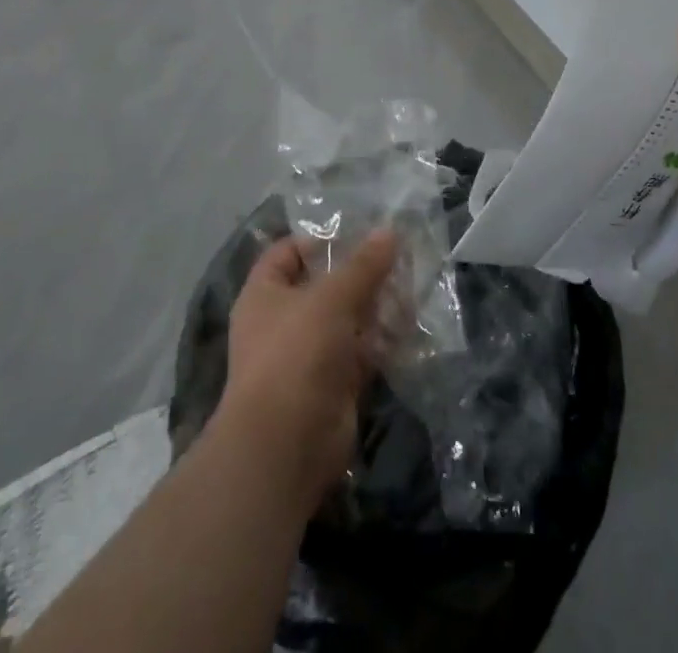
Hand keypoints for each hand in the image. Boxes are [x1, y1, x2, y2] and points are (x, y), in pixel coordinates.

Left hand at [217, 229, 398, 503]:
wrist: (286, 447)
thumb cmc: (296, 354)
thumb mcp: (331, 298)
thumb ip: (363, 265)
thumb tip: (390, 231)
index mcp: (265, 294)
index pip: (287, 252)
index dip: (318, 238)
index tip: (358, 231)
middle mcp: (283, 321)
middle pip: (324, 284)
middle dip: (360, 271)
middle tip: (399, 254)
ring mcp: (309, 355)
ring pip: (347, 318)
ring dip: (377, 304)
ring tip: (412, 282)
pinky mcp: (334, 384)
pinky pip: (362, 352)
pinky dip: (383, 339)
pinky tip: (411, 322)